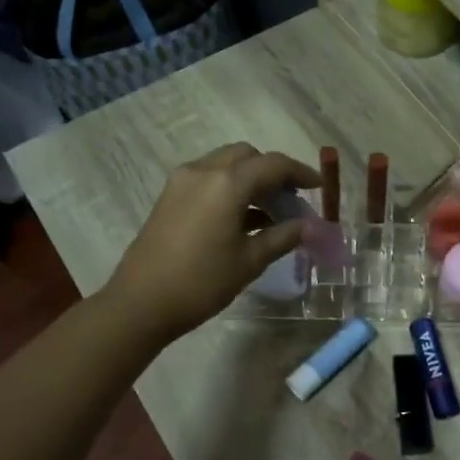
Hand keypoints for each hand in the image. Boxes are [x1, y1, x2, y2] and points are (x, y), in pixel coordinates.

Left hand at [103, 143, 322, 341]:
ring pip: (226, 164)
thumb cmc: (201, 282)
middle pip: (247, 156)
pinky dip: (231, 188)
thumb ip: (282, 237)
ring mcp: (182, 181)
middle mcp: (204, 171)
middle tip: (292, 198)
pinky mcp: (170, 196)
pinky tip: (244, 218)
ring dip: (251, 179)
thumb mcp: (249, 261)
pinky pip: (209, 179)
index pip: (273, 165)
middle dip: (273, 172)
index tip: (319, 186)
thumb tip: (307, 226)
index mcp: (227, 183)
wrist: (140, 303)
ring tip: (271, 213)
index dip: (301, 173)